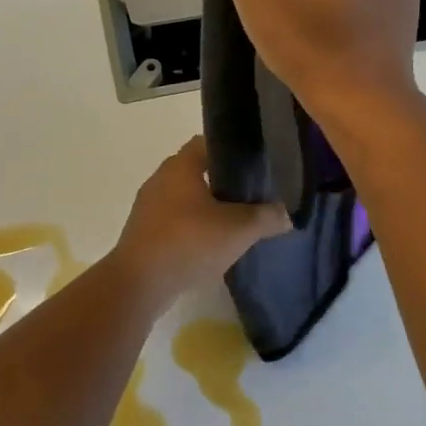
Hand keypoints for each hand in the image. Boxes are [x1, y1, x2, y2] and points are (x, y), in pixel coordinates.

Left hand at [111, 137, 290, 303]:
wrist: (139, 283)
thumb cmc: (189, 243)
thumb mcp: (238, 230)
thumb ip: (266, 217)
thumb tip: (286, 214)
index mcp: (180, 166)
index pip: (207, 143)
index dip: (231, 150)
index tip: (254, 165)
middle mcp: (160, 178)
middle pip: (196, 170)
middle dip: (222, 181)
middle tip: (250, 195)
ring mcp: (148, 205)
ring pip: (184, 197)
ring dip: (206, 206)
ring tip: (234, 221)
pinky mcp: (143, 230)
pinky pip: (173, 219)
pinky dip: (191, 226)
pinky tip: (209, 244)